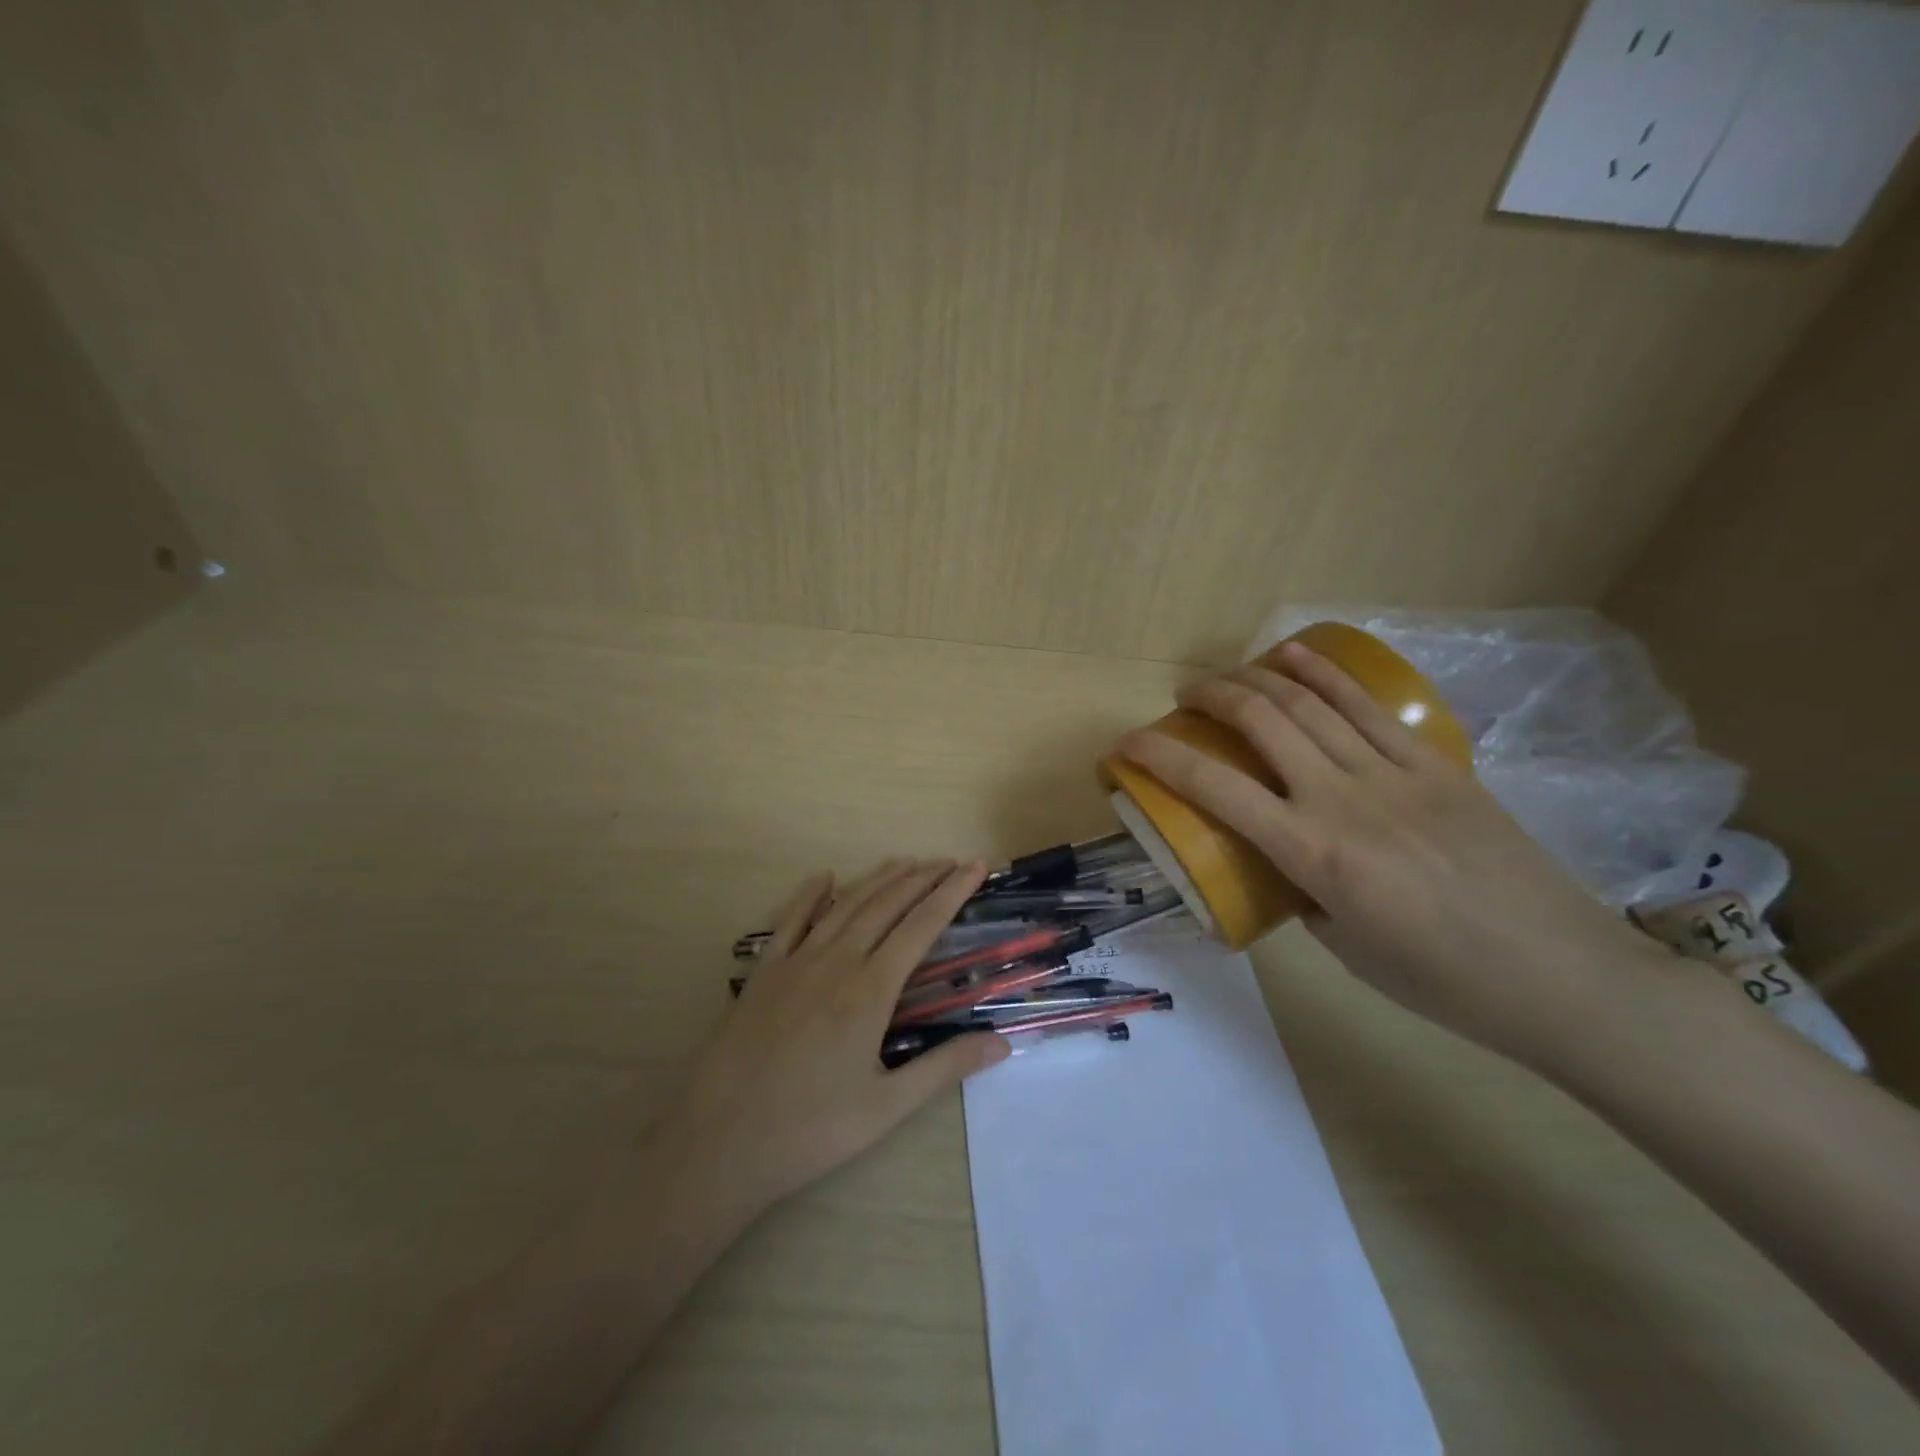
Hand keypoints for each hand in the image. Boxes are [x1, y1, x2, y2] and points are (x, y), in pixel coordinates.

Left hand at [664, 860, 1009, 1222]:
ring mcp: (795, 962)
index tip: (975, 867)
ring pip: (846, 905)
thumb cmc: (809, 1129)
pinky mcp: (763, 972)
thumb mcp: (887, 1107)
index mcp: (870, 990)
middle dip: (922, 877)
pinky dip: (811, 895)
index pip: (922, 926)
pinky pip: (790, 920)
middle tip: (950, 860)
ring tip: (907, 861)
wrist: (718, 1142)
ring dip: (879, 879)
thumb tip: (1003, 1041)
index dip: (952, 892)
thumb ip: (945, 1068)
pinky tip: (825, 878)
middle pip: (887, 904)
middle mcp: (836, 962)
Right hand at [1117, 642, 1676, 1063]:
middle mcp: (1344, 799)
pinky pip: (1368, 707)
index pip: (1215, 789)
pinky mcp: (1436, 765)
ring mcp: (1395, 774)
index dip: (1160, 759)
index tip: (1126, 744)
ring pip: (1312, 702)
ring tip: (1229, 673)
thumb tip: (1290, 862)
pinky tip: (1297, 658)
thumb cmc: (1442, 982)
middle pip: (1262, 722)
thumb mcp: (1344, 948)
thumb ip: (1304, 893)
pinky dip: (1325, 674)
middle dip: (1210, 697)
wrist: (1564, 976)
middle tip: (1184, 696)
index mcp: (1313, 855)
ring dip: (1259, 676)